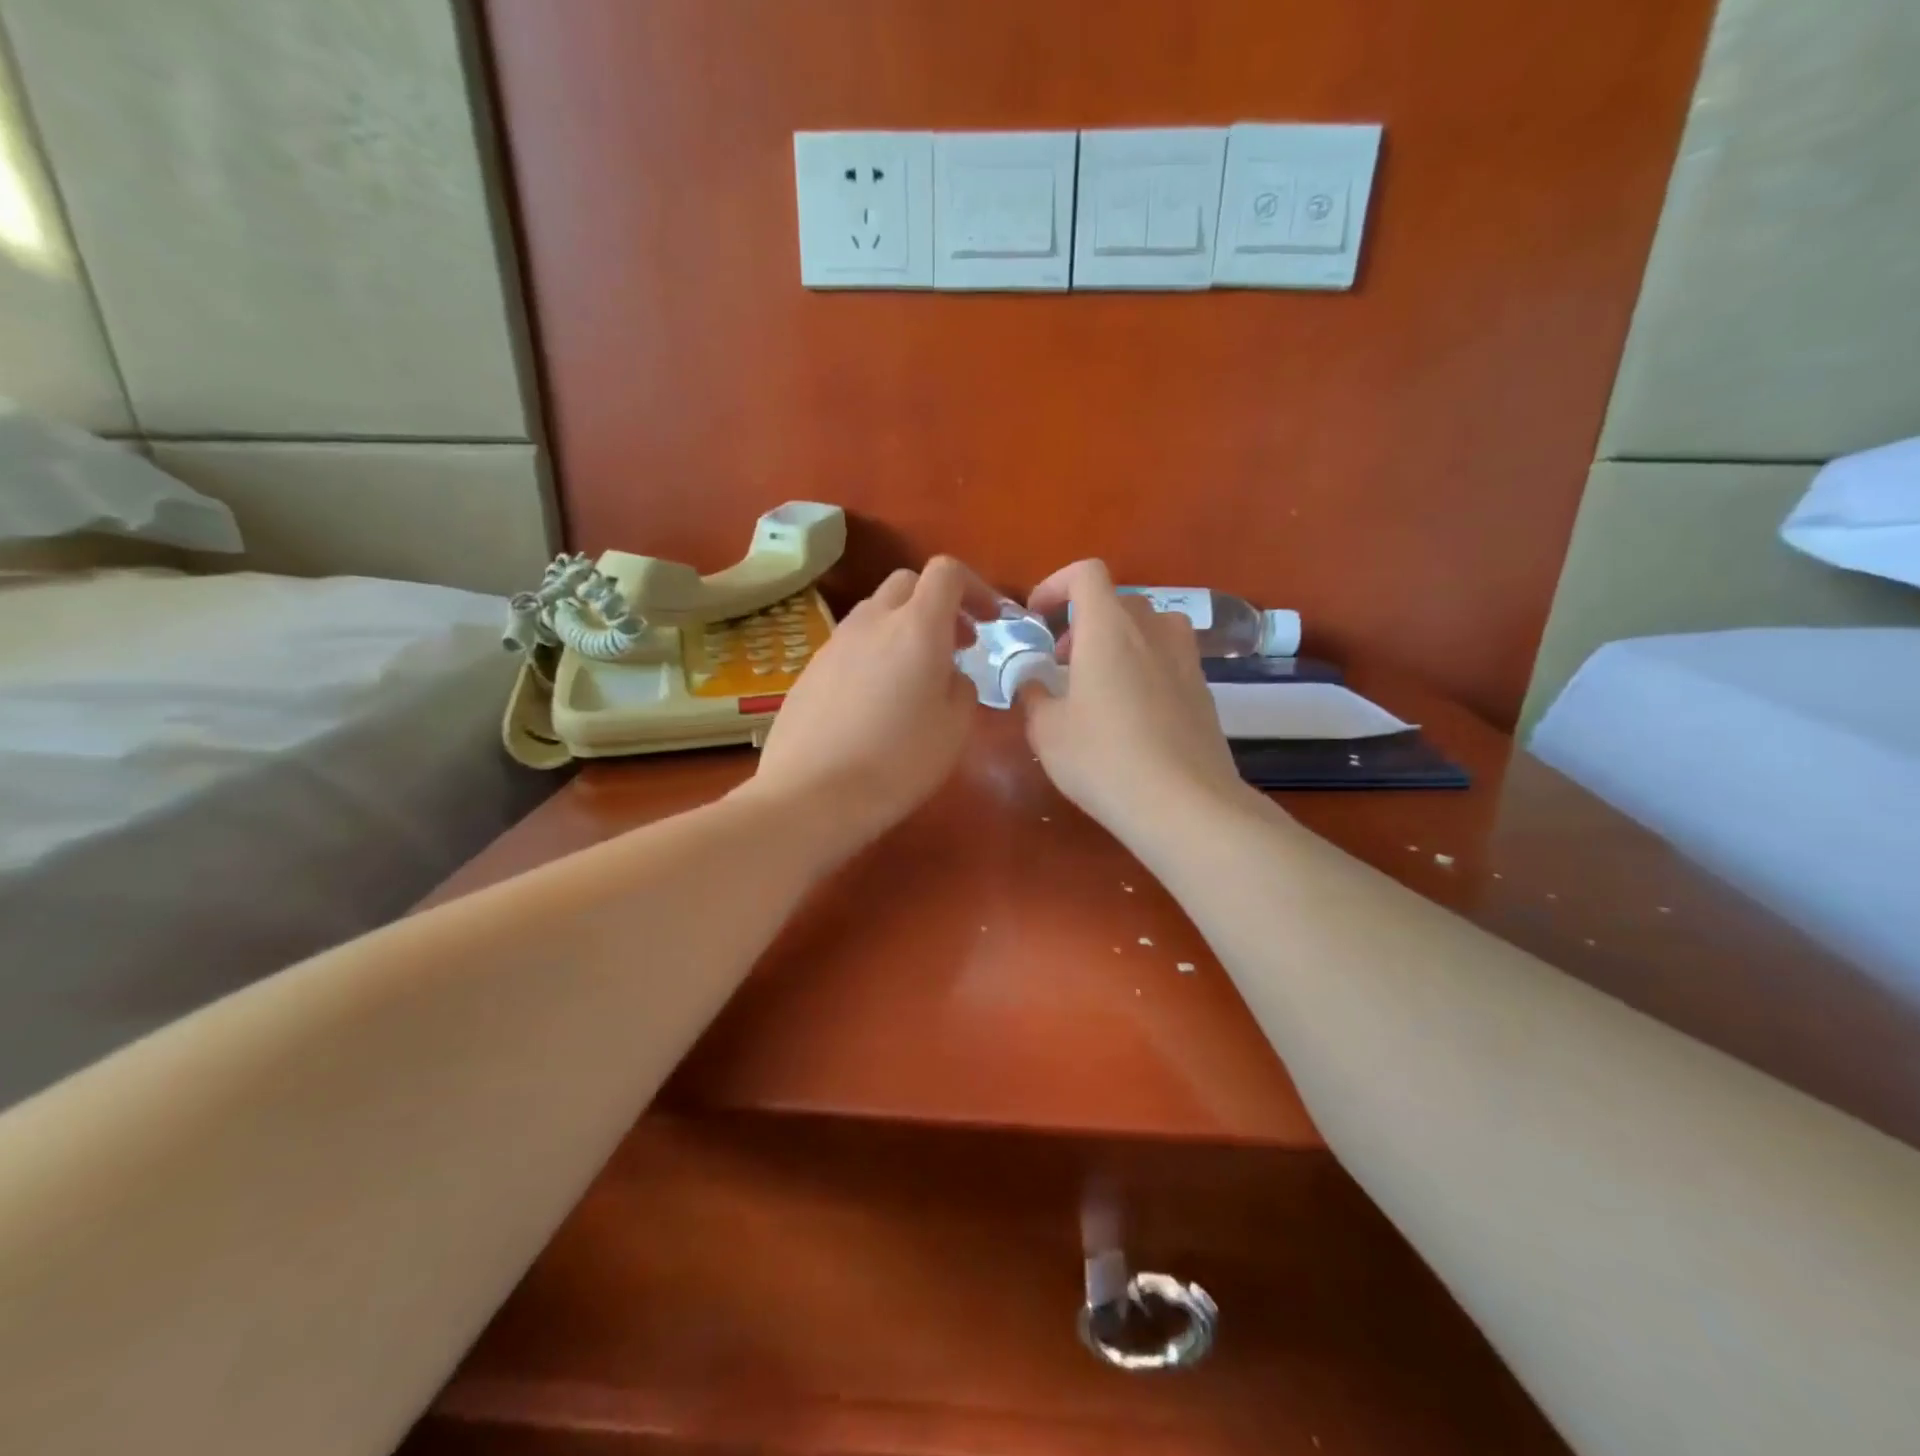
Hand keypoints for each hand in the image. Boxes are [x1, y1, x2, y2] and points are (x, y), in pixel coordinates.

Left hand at [746, 556, 974, 846]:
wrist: (812, 796)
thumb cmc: (898, 762)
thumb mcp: (955, 729)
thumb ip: (962, 687)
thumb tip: (949, 675)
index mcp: (916, 628)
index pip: (946, 573)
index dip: (975, 588)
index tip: (990, 622)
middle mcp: (872, 622)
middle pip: (907, 584)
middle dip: (938, 604)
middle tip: (956, 645)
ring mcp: (834, 643)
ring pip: (875, 614)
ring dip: (903, 629)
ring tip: (915, 676)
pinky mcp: (809, 670)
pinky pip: (850, 646)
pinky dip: (873, 654)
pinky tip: (875, 702)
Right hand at [1021, 560, 1249, 842]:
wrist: (1184, 804)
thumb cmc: (1103, 759)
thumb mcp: (1047, 731)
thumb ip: (1034, 695)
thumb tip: (1033, 682)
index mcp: (1109, 628)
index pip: (1086, 574)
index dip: (1055, 585)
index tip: (1037, 618)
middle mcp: (1152, 631)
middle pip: (1118, 601)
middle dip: (1084, 622)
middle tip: (1062, 662)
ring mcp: (1186, 659)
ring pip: (1149, 627)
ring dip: (1119, 641)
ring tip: (1099, 683)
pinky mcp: (1204, 690)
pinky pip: (1169, 659)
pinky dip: (1145, 667)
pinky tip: (1131, 715)